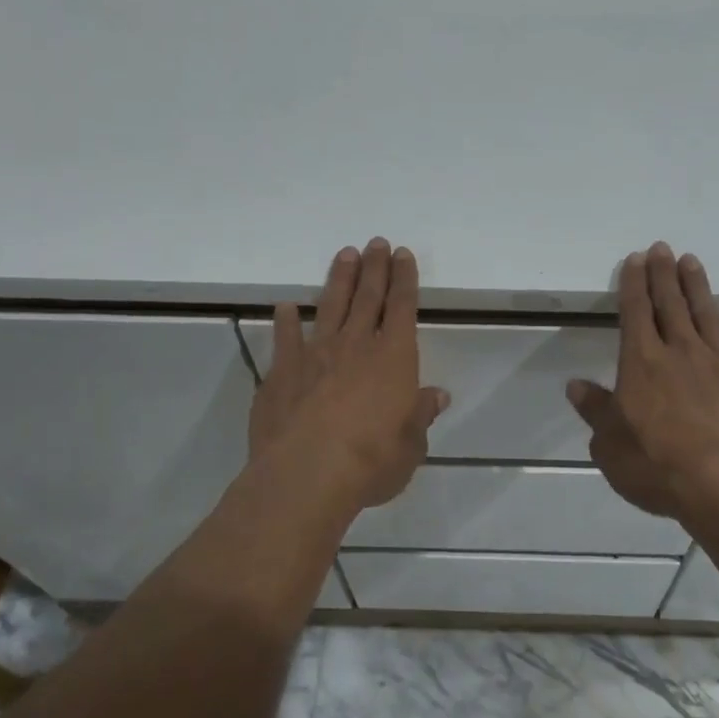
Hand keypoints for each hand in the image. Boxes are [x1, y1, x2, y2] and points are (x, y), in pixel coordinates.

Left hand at [248, 238, 449, 513]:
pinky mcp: (281, 373)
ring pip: (330, 307)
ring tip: (344, 255)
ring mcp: (314, 355)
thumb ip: (420, 415)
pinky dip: (286, 322)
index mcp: (393, 358)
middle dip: (374, 268)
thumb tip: (437, 395)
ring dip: (339, 280)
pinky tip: (286, 308)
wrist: (306, 475)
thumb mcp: (410, 445)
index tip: (403, 254)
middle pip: (367, 297)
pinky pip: (285, 340)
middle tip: (376, 242)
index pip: (402, 307)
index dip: (404, 279)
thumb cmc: (371, 462)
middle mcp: (355, 346)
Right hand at [567, 242, 718, 532]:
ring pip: (708, 316)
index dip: (633, 284)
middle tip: (663, 247)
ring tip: (692, 262)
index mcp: (643, 365)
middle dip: (664, 274)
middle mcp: (682, 354)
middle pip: (670, 304)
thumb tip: (575, 386)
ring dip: (699, 288)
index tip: (635, 258)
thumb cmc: (662, 469)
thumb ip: (596, 412)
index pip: (635, 313)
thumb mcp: (611, 448)